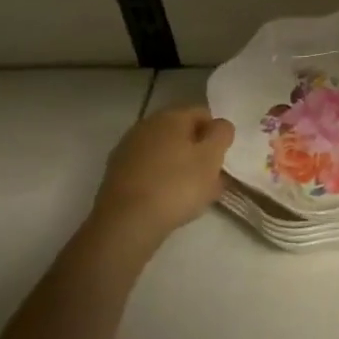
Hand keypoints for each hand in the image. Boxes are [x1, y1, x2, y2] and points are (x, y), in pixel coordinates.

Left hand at [93, 106, 231, 246]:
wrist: (126, 224)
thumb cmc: (177, 185)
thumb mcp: (212, 157)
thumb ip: (222, 134)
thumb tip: (219, 126)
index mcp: (170, 116)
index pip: (203, 114)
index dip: (217, 135)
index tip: (221, 159)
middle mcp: (146, 126)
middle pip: (182, 134)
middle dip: (198, 153)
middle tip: (211, 179)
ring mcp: (128, 150)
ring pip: (165, 154)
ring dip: (180, 168)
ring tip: (192, 196)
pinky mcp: (116, 175)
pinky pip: (149, 171)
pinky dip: (161, 181)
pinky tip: (168, 203)